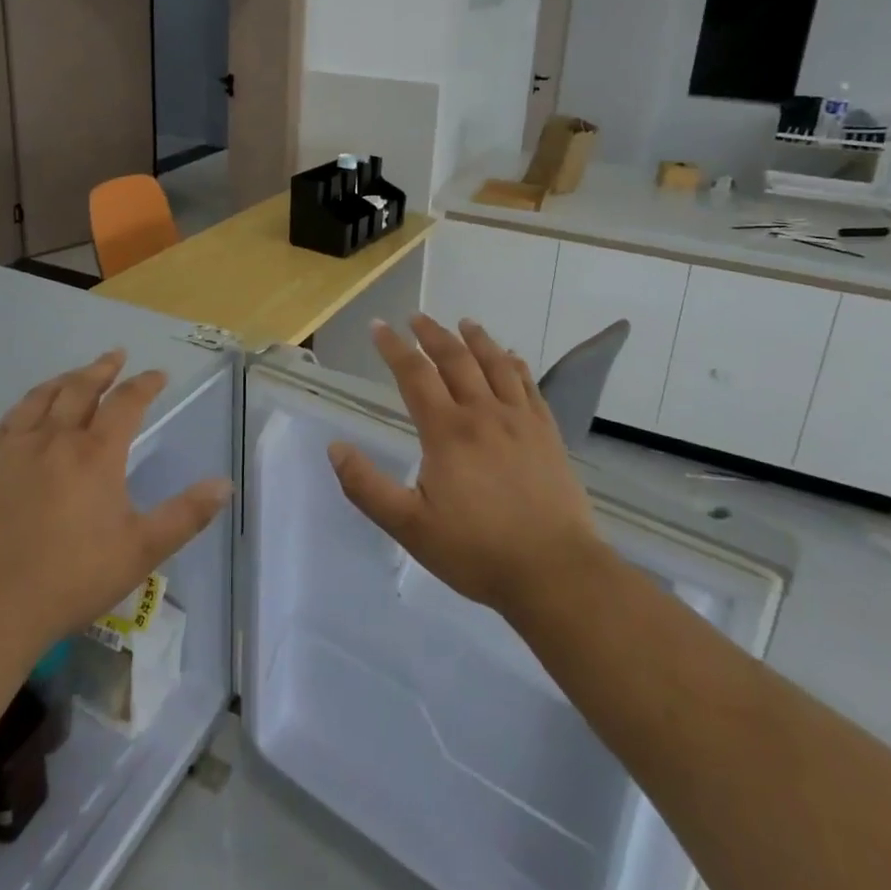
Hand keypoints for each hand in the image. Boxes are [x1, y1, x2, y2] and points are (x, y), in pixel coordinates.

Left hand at [0, 350, 232, 662]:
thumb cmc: (72, 579)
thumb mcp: (141, 551)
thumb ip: (186, 515)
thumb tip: (224, 485)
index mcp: (96, 454)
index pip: (126, 402)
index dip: (145, 384)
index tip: (158, 375)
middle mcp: (55, 439)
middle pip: (81, 388)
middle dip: (102, 369)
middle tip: (116, 356)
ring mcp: (15, 450)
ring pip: (41, 398)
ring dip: (64, 380)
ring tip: (76, 374)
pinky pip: (6, 422)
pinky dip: (24, 407)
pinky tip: (26, 412)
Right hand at [328, 316, 605, 619]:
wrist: (554, 571)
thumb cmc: (476, 551)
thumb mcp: (409, 527)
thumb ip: (368, 487)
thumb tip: (335, 448)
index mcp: (446, 431)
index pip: (414, 375)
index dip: (393, 348)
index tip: (378, 326)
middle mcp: (483, 413)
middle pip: (455, 359)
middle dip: (432, 334)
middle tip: (416, 318)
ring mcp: (520, 420)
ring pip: (495, 364)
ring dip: (476, 339)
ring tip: (464, 323)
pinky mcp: (547, 433)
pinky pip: (529, 385)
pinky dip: (515, 364)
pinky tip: (511, 357)